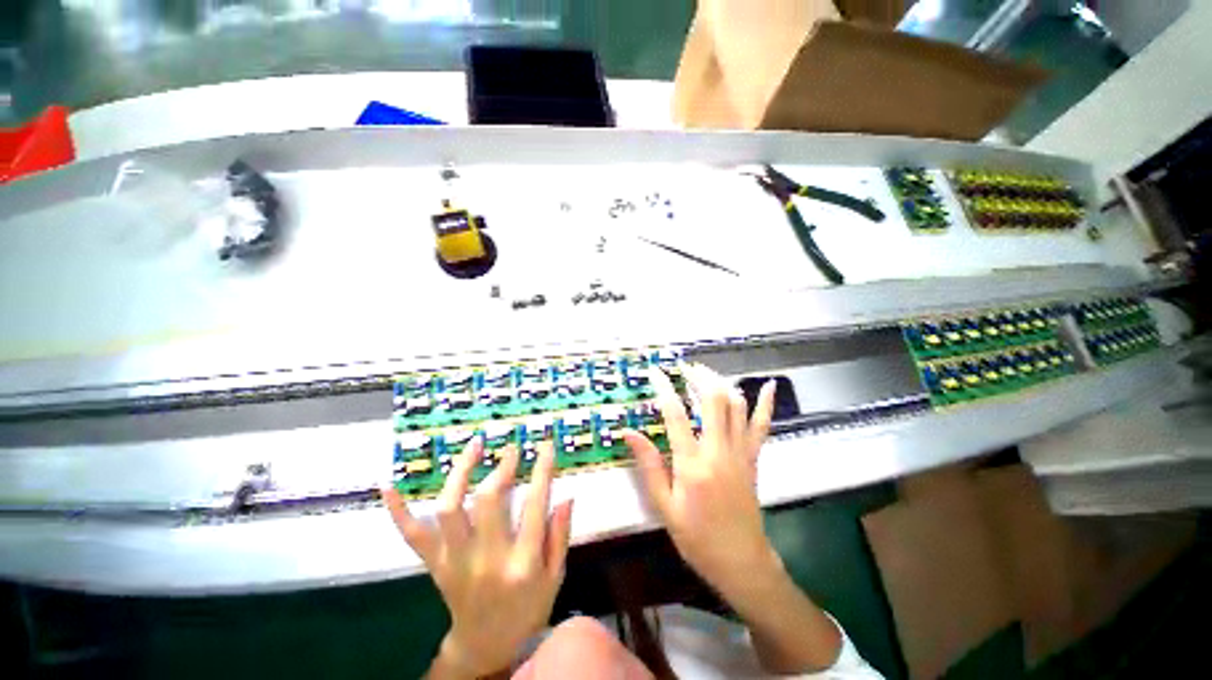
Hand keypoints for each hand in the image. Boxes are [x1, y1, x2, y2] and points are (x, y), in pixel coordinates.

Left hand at [385, 440, 573, 678]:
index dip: (542, 470)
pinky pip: (412, 535)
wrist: (485, 646)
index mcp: (521, 563)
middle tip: (511, 448)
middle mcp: (486, 559)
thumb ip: (559, 536)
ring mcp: (454, 561)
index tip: (545, 445)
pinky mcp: (434, 564)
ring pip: (449, 509)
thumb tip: (566, 496)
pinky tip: (390, 485)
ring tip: (474, 446)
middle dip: (501, 467)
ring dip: (460, 472)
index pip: (534, 506)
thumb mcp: (555, 577)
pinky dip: (399, 510)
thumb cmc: (527, 608)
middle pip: (488, 501)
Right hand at [622, 364, 778, 595]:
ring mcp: (741, 453)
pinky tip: (770, 386)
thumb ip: (649, 466)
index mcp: (693, 464)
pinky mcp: (753, 458)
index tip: (655, 372)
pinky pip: (762, 426)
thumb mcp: (664, 506)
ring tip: (705, 373)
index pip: (675, 414)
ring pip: (736, 406)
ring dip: (721, 383)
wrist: (741, 561)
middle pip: (712, 400)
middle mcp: (719, 451)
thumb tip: (629, 432)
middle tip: (684, 367)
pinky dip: (766, 404)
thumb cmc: (697, 538)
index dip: (664, 388)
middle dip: (698, 377)